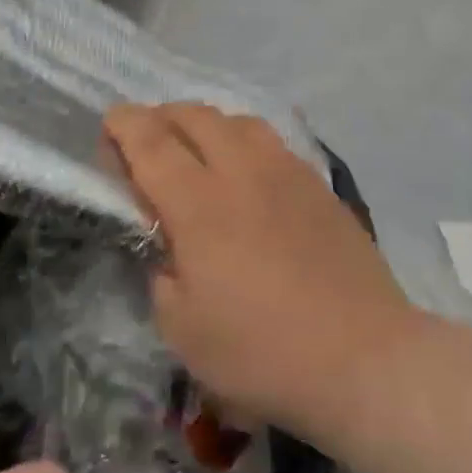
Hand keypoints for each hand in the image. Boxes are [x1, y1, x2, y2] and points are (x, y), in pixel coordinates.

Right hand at [104, 104, 422, 449]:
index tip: (110, 125)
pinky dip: (244, 141)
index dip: (124, 125)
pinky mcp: (318, 184)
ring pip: (237, 120)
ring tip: (197, 150)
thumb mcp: (182, 330)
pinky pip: (271, 141)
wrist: (361, 356)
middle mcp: (241, 171)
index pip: (150, 141)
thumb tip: (168, 245)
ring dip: (206, 124)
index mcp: (198, 203)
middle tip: (147, 142)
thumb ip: (162, 274)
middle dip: (161, 116)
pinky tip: (247, 169)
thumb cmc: (261, 352)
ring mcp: (286, 171)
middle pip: (194, 116)